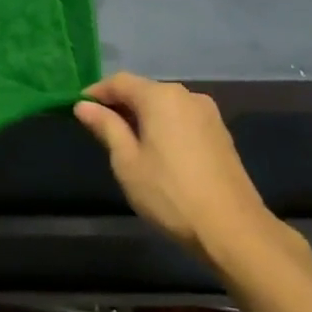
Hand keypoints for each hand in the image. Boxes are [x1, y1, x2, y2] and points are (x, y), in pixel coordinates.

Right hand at [74, 73, 280, 257]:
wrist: (232, 229)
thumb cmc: (169, 193)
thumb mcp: (127, 161)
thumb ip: (106, 127)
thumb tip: (83, 105)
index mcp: (160, 96)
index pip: (119, 82)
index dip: (96, 93)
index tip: (78, 108)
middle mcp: (186, 95)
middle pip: (144, 90)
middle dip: (120, 105)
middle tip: (100, 128)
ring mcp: (208, 114)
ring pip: (165, 105)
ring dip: (143, 116)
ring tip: (127, 142)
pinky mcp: (221, 133)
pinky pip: (182, 119)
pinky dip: (164, 126)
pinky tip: (158, 152)